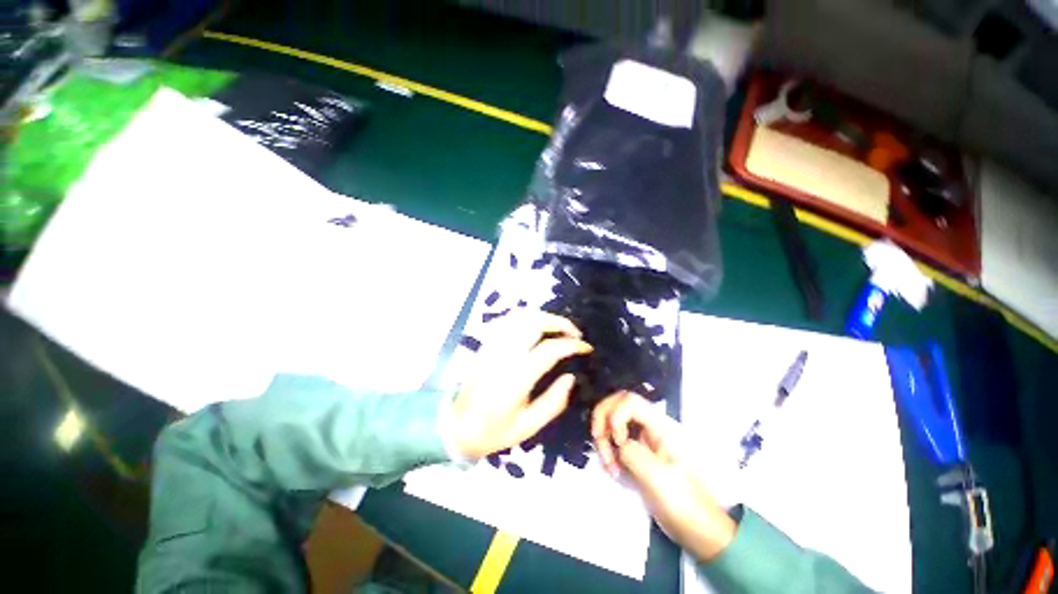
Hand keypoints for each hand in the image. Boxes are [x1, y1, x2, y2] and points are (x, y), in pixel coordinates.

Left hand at [450, 312, 591, 458]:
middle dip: (559, 322)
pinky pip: (507, 321)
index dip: (571, 345)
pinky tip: (536, 327)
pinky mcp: (486, 344)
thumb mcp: (529, 426)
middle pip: (534, 323)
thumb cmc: (495, 430)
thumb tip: (570, 377)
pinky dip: (526, 318)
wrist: (457, 426)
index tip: (585, 347)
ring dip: (543, 317)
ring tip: (558, 328)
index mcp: (517, 378)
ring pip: (520, 317)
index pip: (549, 350)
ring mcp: (493, 346)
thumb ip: (554, 402)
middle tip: (574, 333)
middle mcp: (504, 355)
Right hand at [592, 392, 735, 561]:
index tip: (618, 443)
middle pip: (617, 404)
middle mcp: (649, 426)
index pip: (630, 402)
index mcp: (660, 427)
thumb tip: (617, 444)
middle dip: (602, 420)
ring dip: (603, 437)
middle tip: (600, 443)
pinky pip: (615, 439)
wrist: (697, 528)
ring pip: (613, 420)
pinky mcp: (637, 452)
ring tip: (609, 465)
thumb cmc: (684, 503)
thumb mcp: (659, 479)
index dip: (616, 416)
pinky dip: (607, 449)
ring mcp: (642, 438)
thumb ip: (634, 454)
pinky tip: (612, 469)